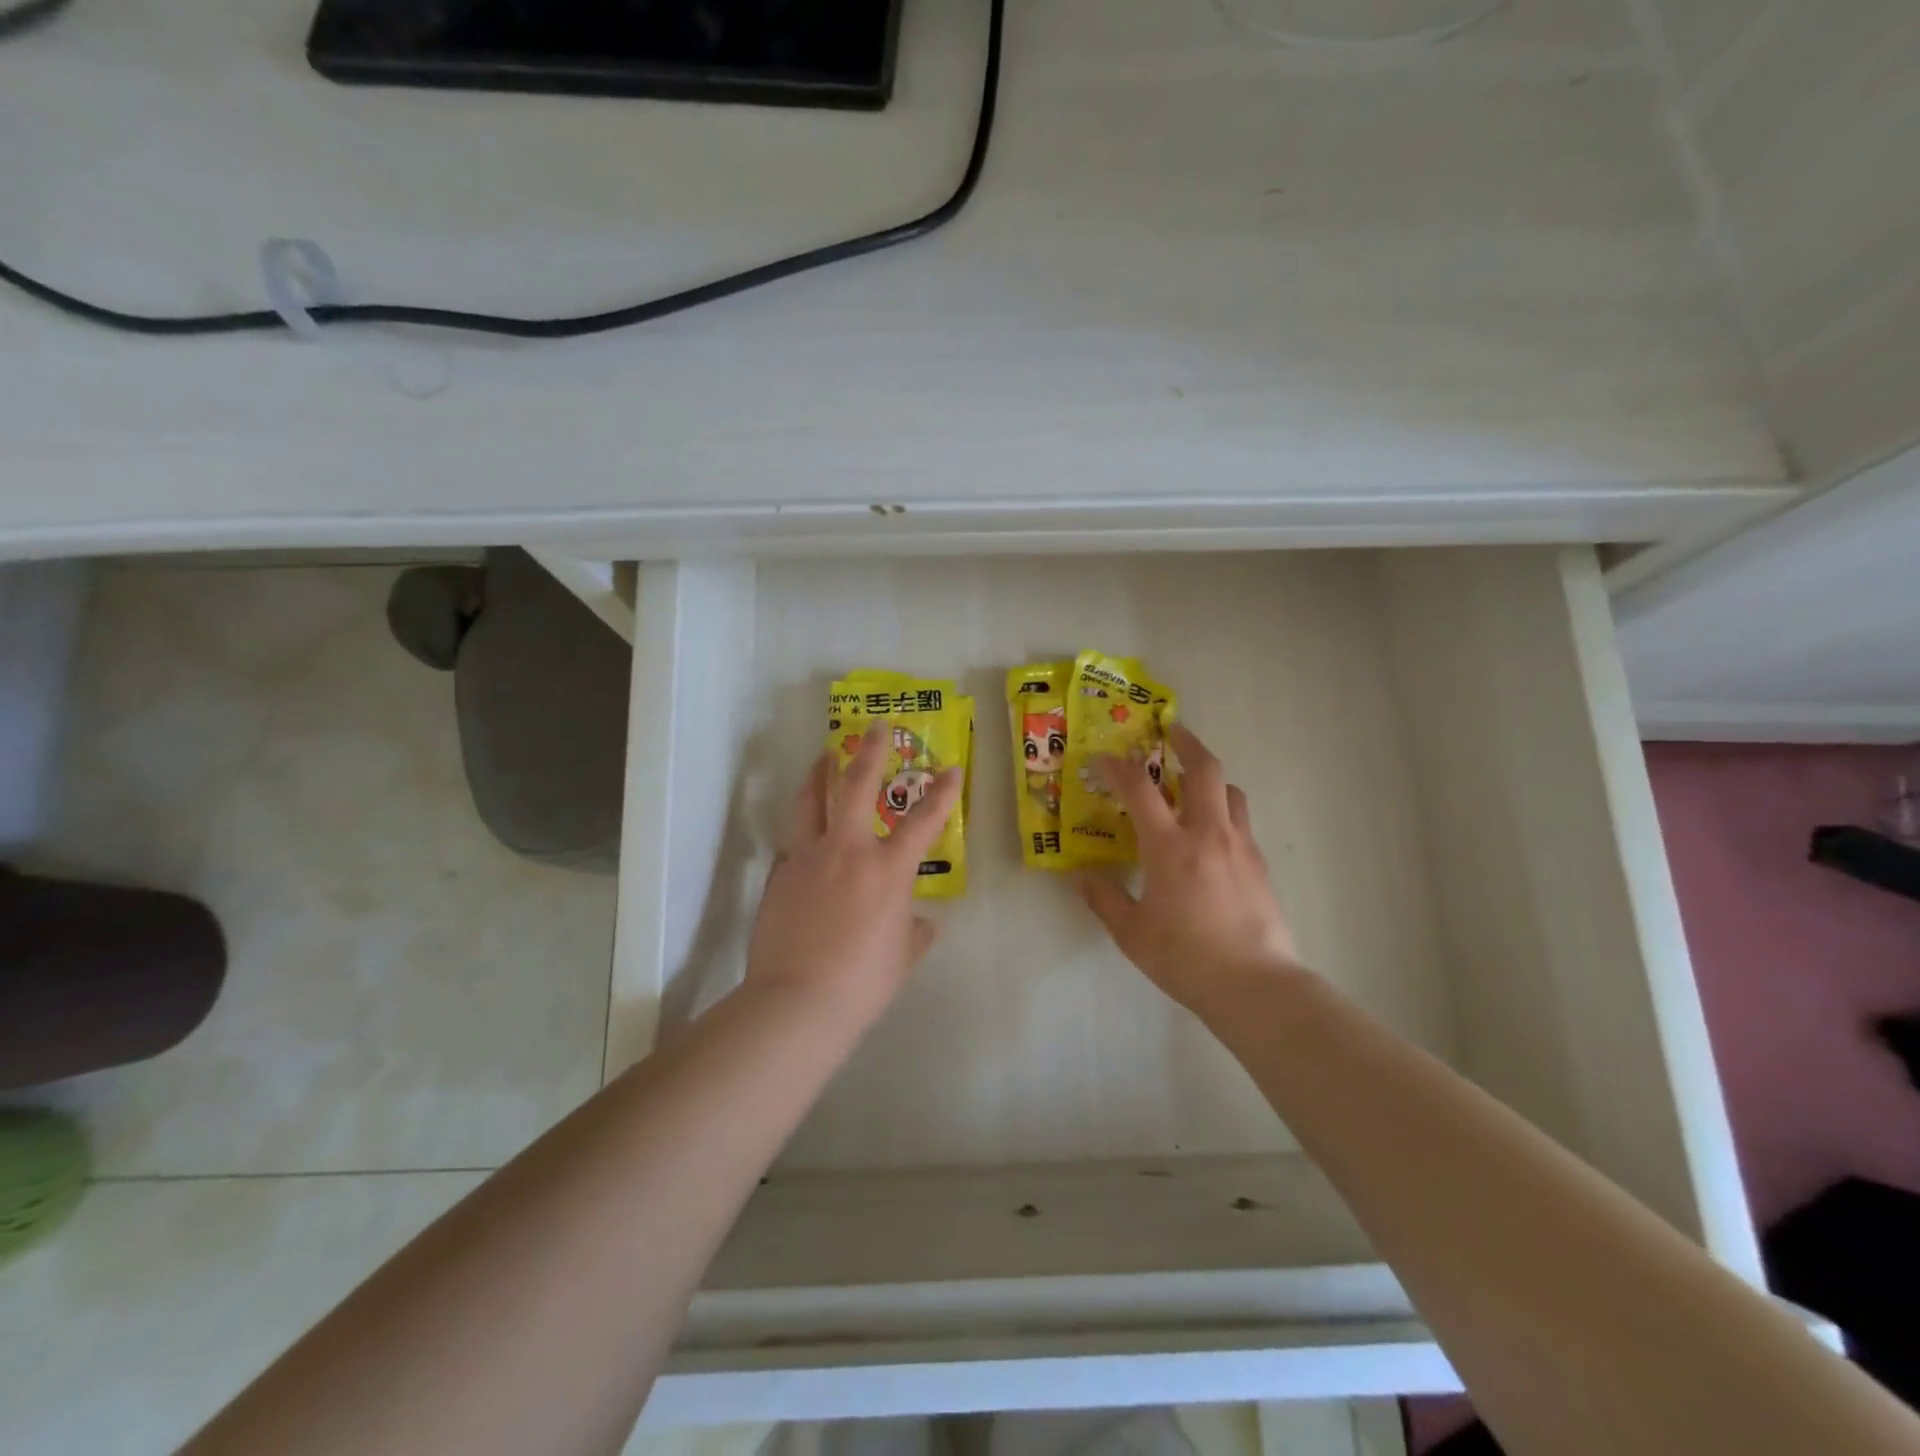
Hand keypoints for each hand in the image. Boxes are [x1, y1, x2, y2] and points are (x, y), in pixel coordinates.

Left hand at [746, 722, 962, 1022]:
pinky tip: (805, 840)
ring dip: (819, 773)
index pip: (924, 821)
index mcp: (887, 869)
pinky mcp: (779, 874)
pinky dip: (803, 833)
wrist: (796, 1001)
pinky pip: (793, 844)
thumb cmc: (862, 982)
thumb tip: (924, 923)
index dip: (942, 792)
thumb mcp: (901, 957)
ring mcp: (808, 858)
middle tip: (875, 727)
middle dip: (870, 751)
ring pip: (811, 800)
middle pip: (857, 785)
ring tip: (822, 756)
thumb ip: (914, 933)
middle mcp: (848, 850)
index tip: (951, 768)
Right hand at [1078, 724, 1303, 1016]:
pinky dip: (1224, 810)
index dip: (1119, 767)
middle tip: (1172, 732)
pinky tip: (1212, 834)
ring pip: (1231, 791)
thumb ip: (1104, 898)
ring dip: (1210, 778)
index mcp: (1170, 847)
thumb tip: (1082, 875)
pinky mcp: (1260, 864)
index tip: (1105, 758)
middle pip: (1205, 769)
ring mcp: (1240, 846)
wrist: (1255, 985)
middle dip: (1187, 742)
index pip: (1140, 789)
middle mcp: (1208, 834)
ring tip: (1193, 785)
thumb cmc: (1185, 958)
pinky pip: (1241, 821)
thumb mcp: (1131, 933)